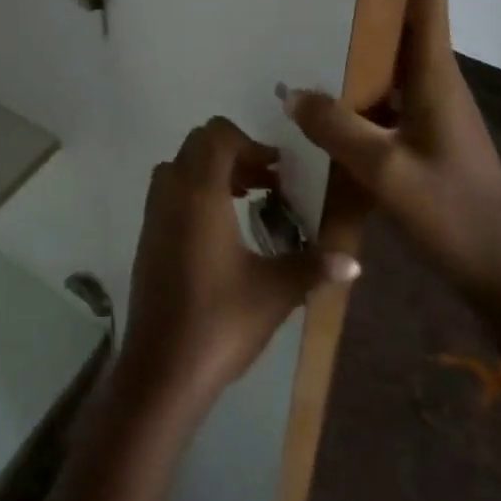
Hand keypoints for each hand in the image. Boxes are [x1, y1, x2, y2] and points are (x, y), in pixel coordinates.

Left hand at [117, 118, 360, 414]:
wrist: (162, 364)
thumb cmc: (220, 320)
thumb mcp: (275, 292)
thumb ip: (313, 267)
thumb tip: (354, 261)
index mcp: (198, 192)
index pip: (217, 135)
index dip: (250, 143)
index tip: (279, 171)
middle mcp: (170, 191)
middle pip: (198, 144)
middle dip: (234, 154)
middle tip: (268, 183)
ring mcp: (153, 211)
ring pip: (181, 166)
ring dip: (214, 171)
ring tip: (251, 200)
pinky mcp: (147, 233)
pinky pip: (170, 190)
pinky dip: (196, 190)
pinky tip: (224, 228)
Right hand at [280, 0, 500, 353]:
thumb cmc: (454, 214)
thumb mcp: (386, 171)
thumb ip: (336, 127)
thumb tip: (291, 90)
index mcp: (436, 79)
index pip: (428, 2)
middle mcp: (435, 85)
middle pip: (408, 22)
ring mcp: (430, 112)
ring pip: (393, 58)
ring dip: (362, 36)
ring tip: (312, 17)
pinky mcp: (421, 137)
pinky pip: (383, 93)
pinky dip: (356, 79)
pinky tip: (321, 89)